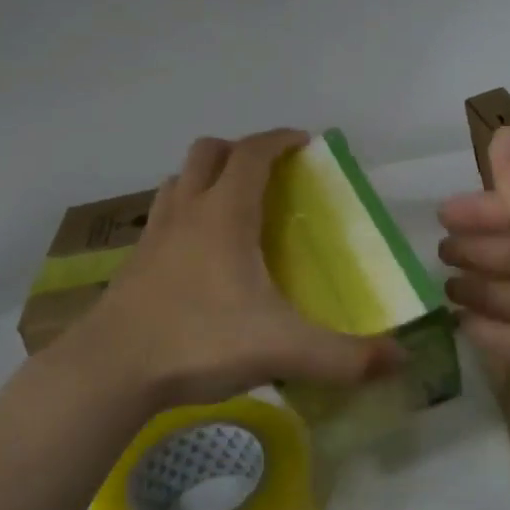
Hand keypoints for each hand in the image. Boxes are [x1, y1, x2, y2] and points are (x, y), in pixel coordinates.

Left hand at [62, 129, 406, 412]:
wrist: (110, 370)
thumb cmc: (199, 341)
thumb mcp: (283, 349)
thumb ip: (345, 357)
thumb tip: (399, 360)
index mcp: (224, 214)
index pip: (252, 153)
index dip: (279, 139)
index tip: (303, 142)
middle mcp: (186, 212)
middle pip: (207, 152)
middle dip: (239, 150)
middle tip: (267, 173)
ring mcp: (153, 236)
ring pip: (179, 181)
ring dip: (205, 178)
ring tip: (231, 206)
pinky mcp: (134, 264)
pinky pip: (161, 218)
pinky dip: (183, 215)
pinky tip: (197, 254)